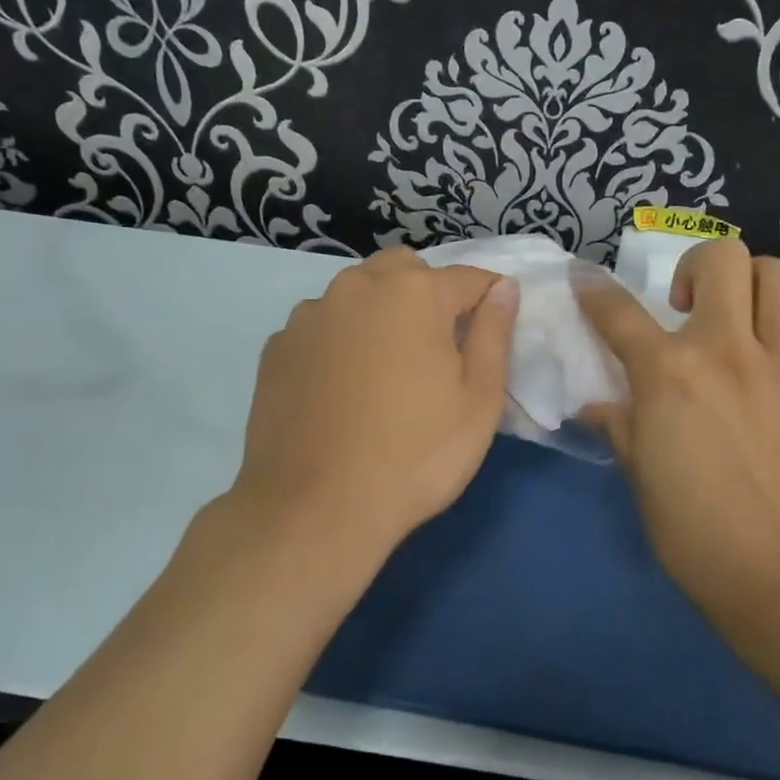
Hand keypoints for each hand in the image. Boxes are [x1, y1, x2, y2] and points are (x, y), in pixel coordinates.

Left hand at [226, 248, 517, 573]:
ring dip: (379, 312)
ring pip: (357, 293)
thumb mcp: (478, 400)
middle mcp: (357, 288)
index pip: (467, 278)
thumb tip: (503, 289)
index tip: (493, 328)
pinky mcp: (276, 347)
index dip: (488, 299)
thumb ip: (494, 333)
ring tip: (384, 370)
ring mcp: (309, 316)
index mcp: (413, 293)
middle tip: (436, 349)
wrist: (315, 508)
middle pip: (404, 271)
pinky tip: (341, 388)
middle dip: (428, 293)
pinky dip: (339, 340)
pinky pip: (322, 326)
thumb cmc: (415, 455)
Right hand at [574, 241, 779, 662]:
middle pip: (722, 258)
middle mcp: (726, 350)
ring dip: (752, 286)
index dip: (593, 289)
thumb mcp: (641, 478)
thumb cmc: (696, 534)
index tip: (584, 279)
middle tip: (689, 304)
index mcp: (668, 374)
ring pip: (779, 276)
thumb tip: (598, 406)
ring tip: (740, 321)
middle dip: (697, 266)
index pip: (617, 312)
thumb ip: (621, 427)